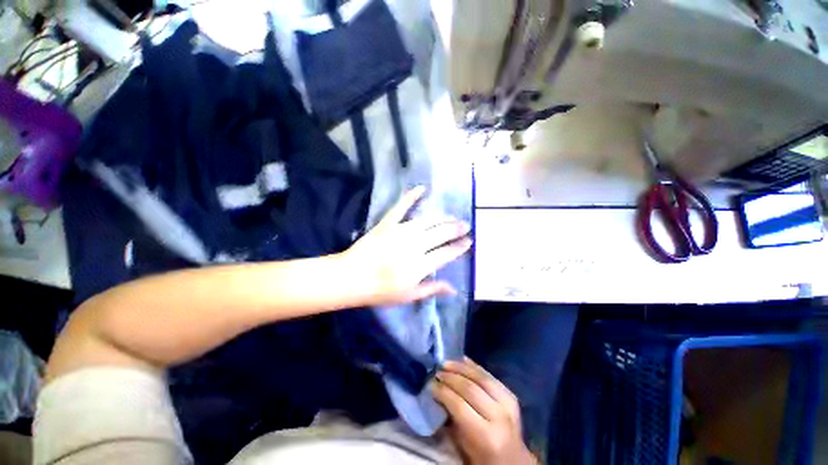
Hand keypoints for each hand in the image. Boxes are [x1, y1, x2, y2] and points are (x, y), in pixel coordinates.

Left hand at [341, 186, 471, 305]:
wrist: (351, 277)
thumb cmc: (380, 291)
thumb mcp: (409, 296)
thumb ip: (432, 289)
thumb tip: (454, 288)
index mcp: (420, 265)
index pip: (446, 253)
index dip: (460, 247)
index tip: (469, 241)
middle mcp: (414, 245)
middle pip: (441, 233)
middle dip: (456, 229)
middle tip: (466, 225)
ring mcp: (400, 231)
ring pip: (428, 220)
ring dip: (443, 218)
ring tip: (452, 217)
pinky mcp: (387, 223)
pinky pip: (401, 207)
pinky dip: (411, 196)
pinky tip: (422, 188)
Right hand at [432, 358, 535, 464]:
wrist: (514, 461)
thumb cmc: (483, 459)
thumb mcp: (463, 447)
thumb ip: (452, 420)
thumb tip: (438, 394)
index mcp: (486, 436)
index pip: (460, 405)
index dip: (443, 392)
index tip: (431, 384)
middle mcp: (499, 417)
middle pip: (470, 388)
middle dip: (450, 377)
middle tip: (436, 371)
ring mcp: (508, 404)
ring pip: (481, 377)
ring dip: (461, 367)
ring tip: (446, 363)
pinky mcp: (511, 395)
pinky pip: (490, 376)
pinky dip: (474, 366)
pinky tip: (462, 360)